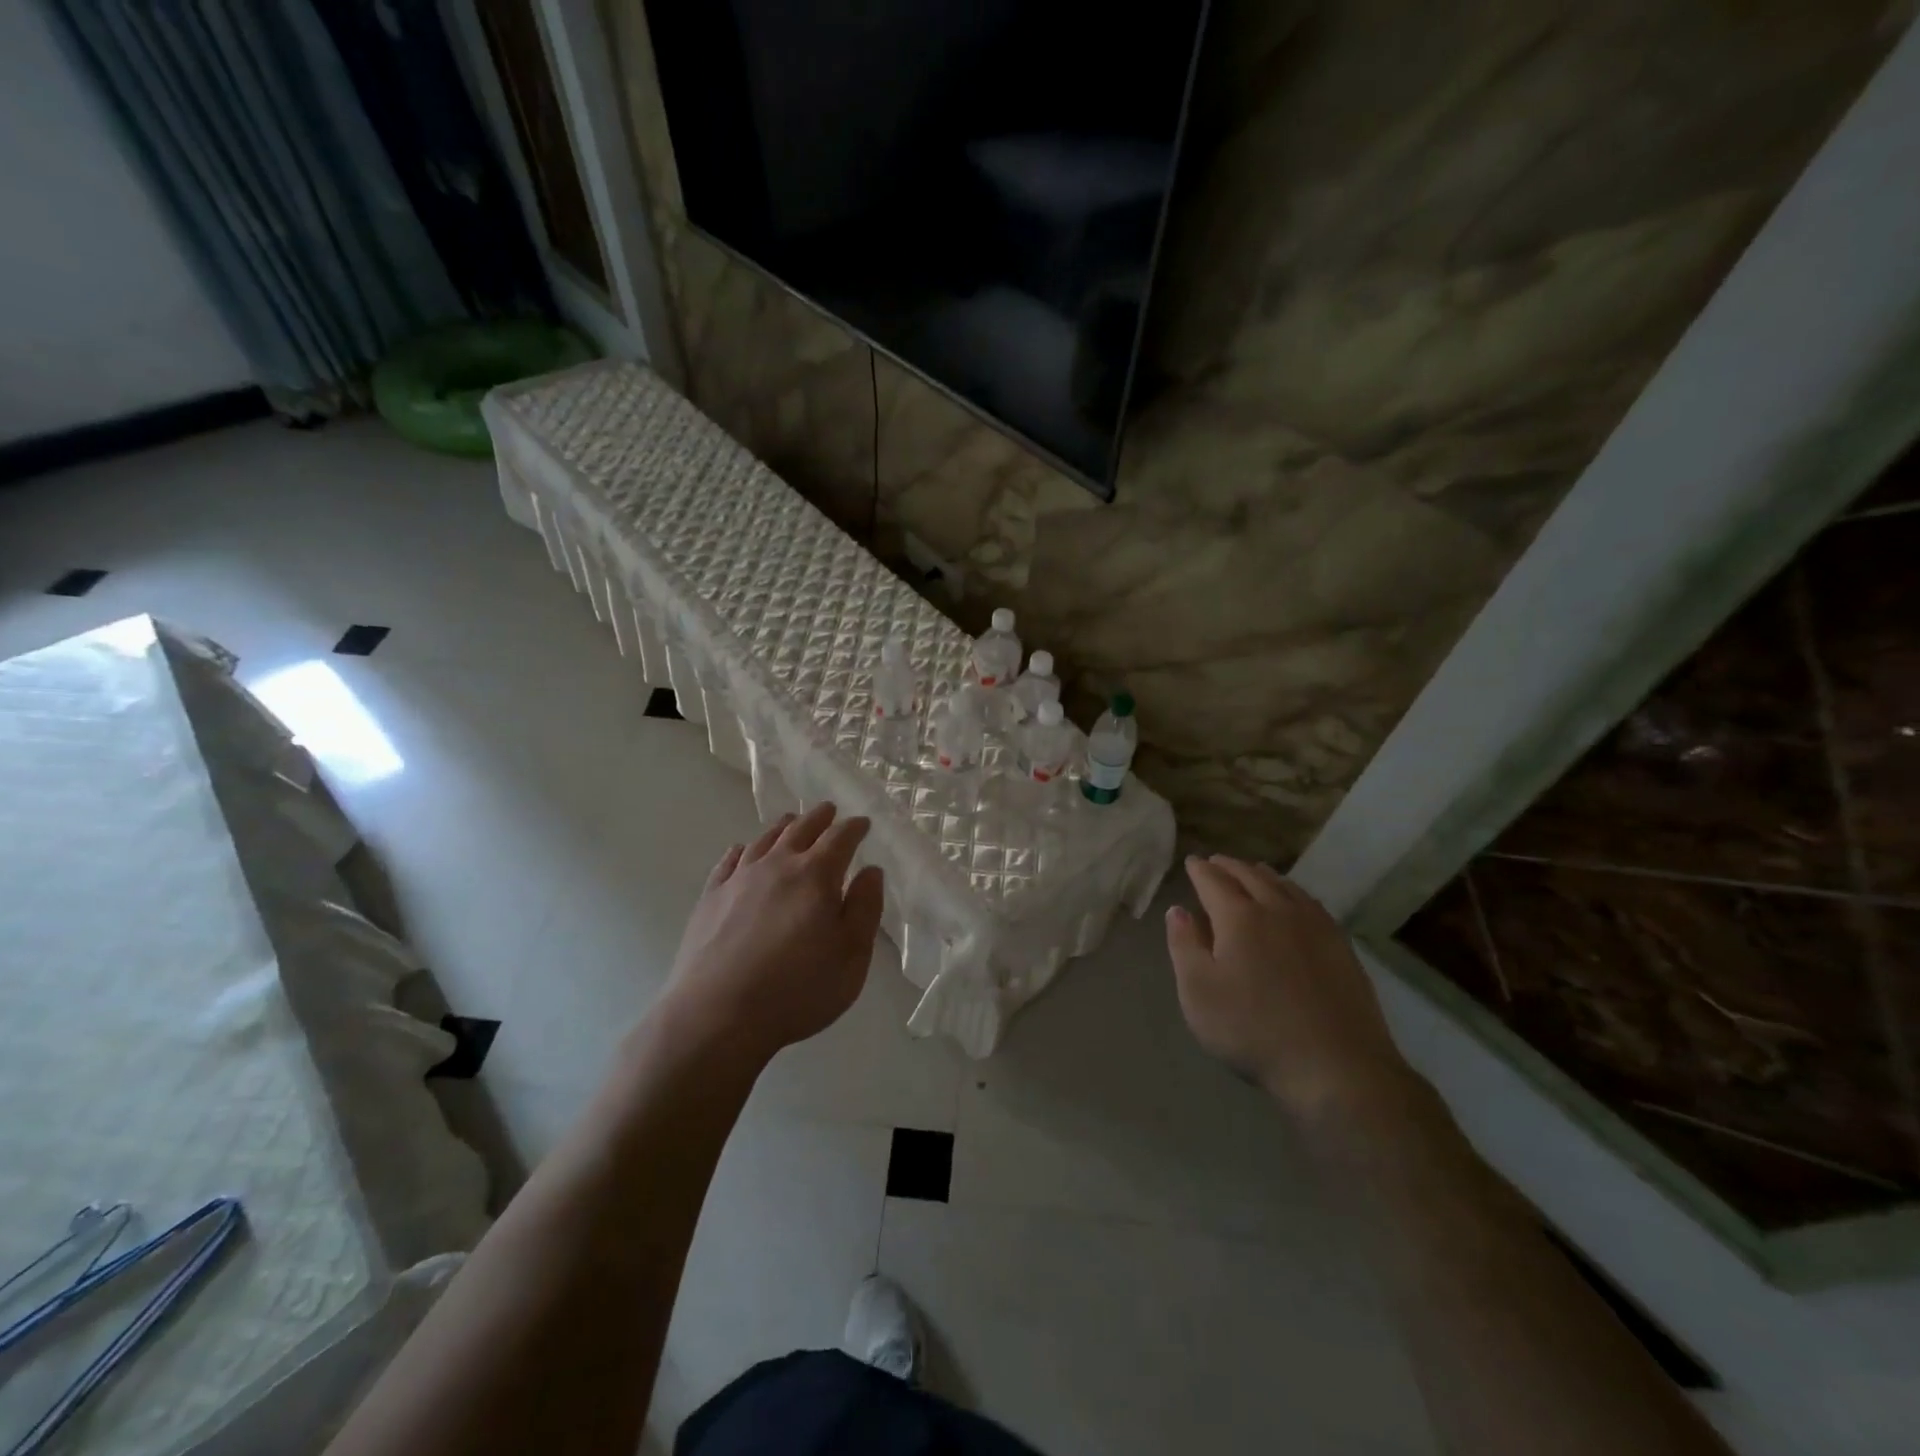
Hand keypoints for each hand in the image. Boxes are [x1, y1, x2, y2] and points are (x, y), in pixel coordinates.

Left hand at [658, 803, 885, 1067]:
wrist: (717, 1015)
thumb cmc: (797, 990)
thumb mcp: (851, 956)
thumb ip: (864, 909)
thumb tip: (871, 871)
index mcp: (816, 876)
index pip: (840, 839)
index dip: (854, 828)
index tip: (863, 823)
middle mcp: (777, 866)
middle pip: (801, 830)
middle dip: (819, 818)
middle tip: (829, 810)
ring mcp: (739, 880)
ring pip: (764, 840)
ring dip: (782, 827)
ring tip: (791, 822)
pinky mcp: (710, 898)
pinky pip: (728, 862)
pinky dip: (741, 850)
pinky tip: (742, 851)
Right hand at [1166, 855, 1410, 1126]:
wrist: (1335, 1066)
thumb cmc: (1252, 1029)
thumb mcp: (1198, 992)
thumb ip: (1184, 945)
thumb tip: (1178, 910)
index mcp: (1239, 916)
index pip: (1213, 881)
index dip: (1200, 870)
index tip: (1191, 862)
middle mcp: (1277, 909)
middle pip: (1250, 875)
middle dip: (1229, 866)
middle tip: (1216, 862)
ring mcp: (1315, 925)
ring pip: (1284, 885)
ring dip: (1262, 874)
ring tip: (1251, 872)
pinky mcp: (1340, 946)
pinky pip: (1310, 903)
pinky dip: (1292, 892)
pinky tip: (1294, 901)